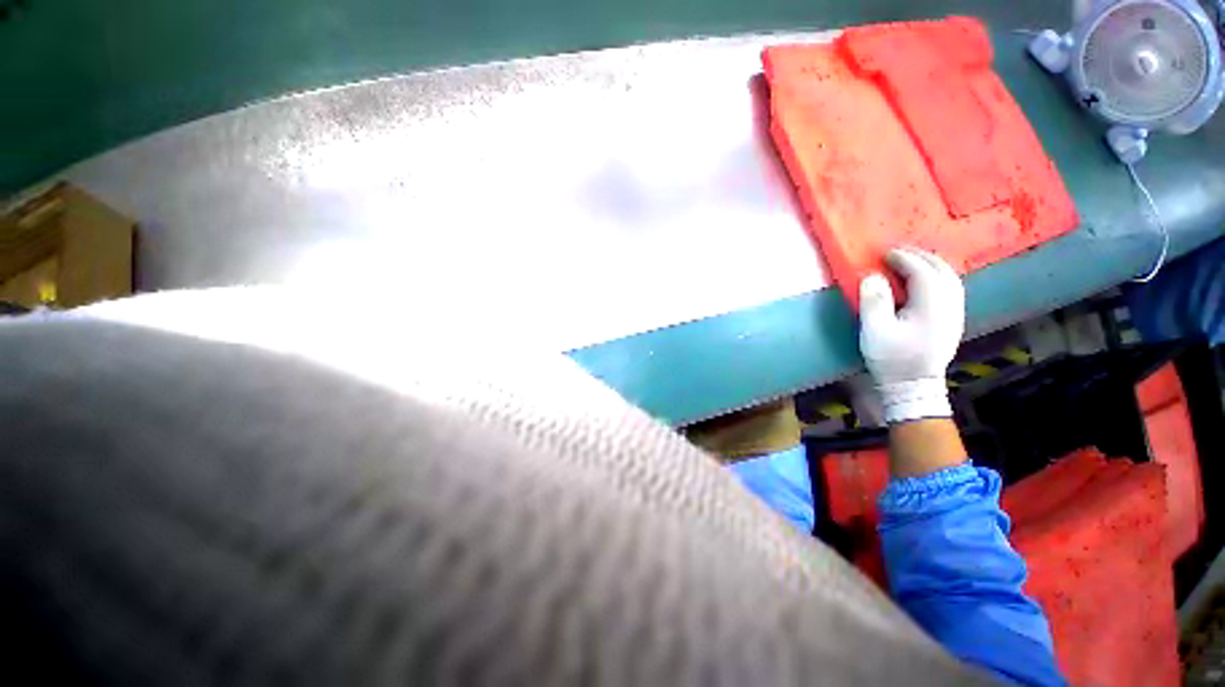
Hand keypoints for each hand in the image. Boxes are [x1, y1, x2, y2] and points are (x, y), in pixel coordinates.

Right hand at [858, 248, 964, 423]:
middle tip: (897, 253)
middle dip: (920, 257)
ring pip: (950, 278)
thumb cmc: (891, 358)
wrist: (913, 386)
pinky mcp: (953, 321)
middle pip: (942, 270)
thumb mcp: (875, 331)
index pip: (922, 272)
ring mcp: (955, 313)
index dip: (903, 258)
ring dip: (930, 265)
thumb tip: (872, 276)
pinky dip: (937, 277)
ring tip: (910, 262)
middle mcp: (950, 305)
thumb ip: (874, 301)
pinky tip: (924, 281)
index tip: (884, 253)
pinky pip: (950, 288)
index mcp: (932, 306)